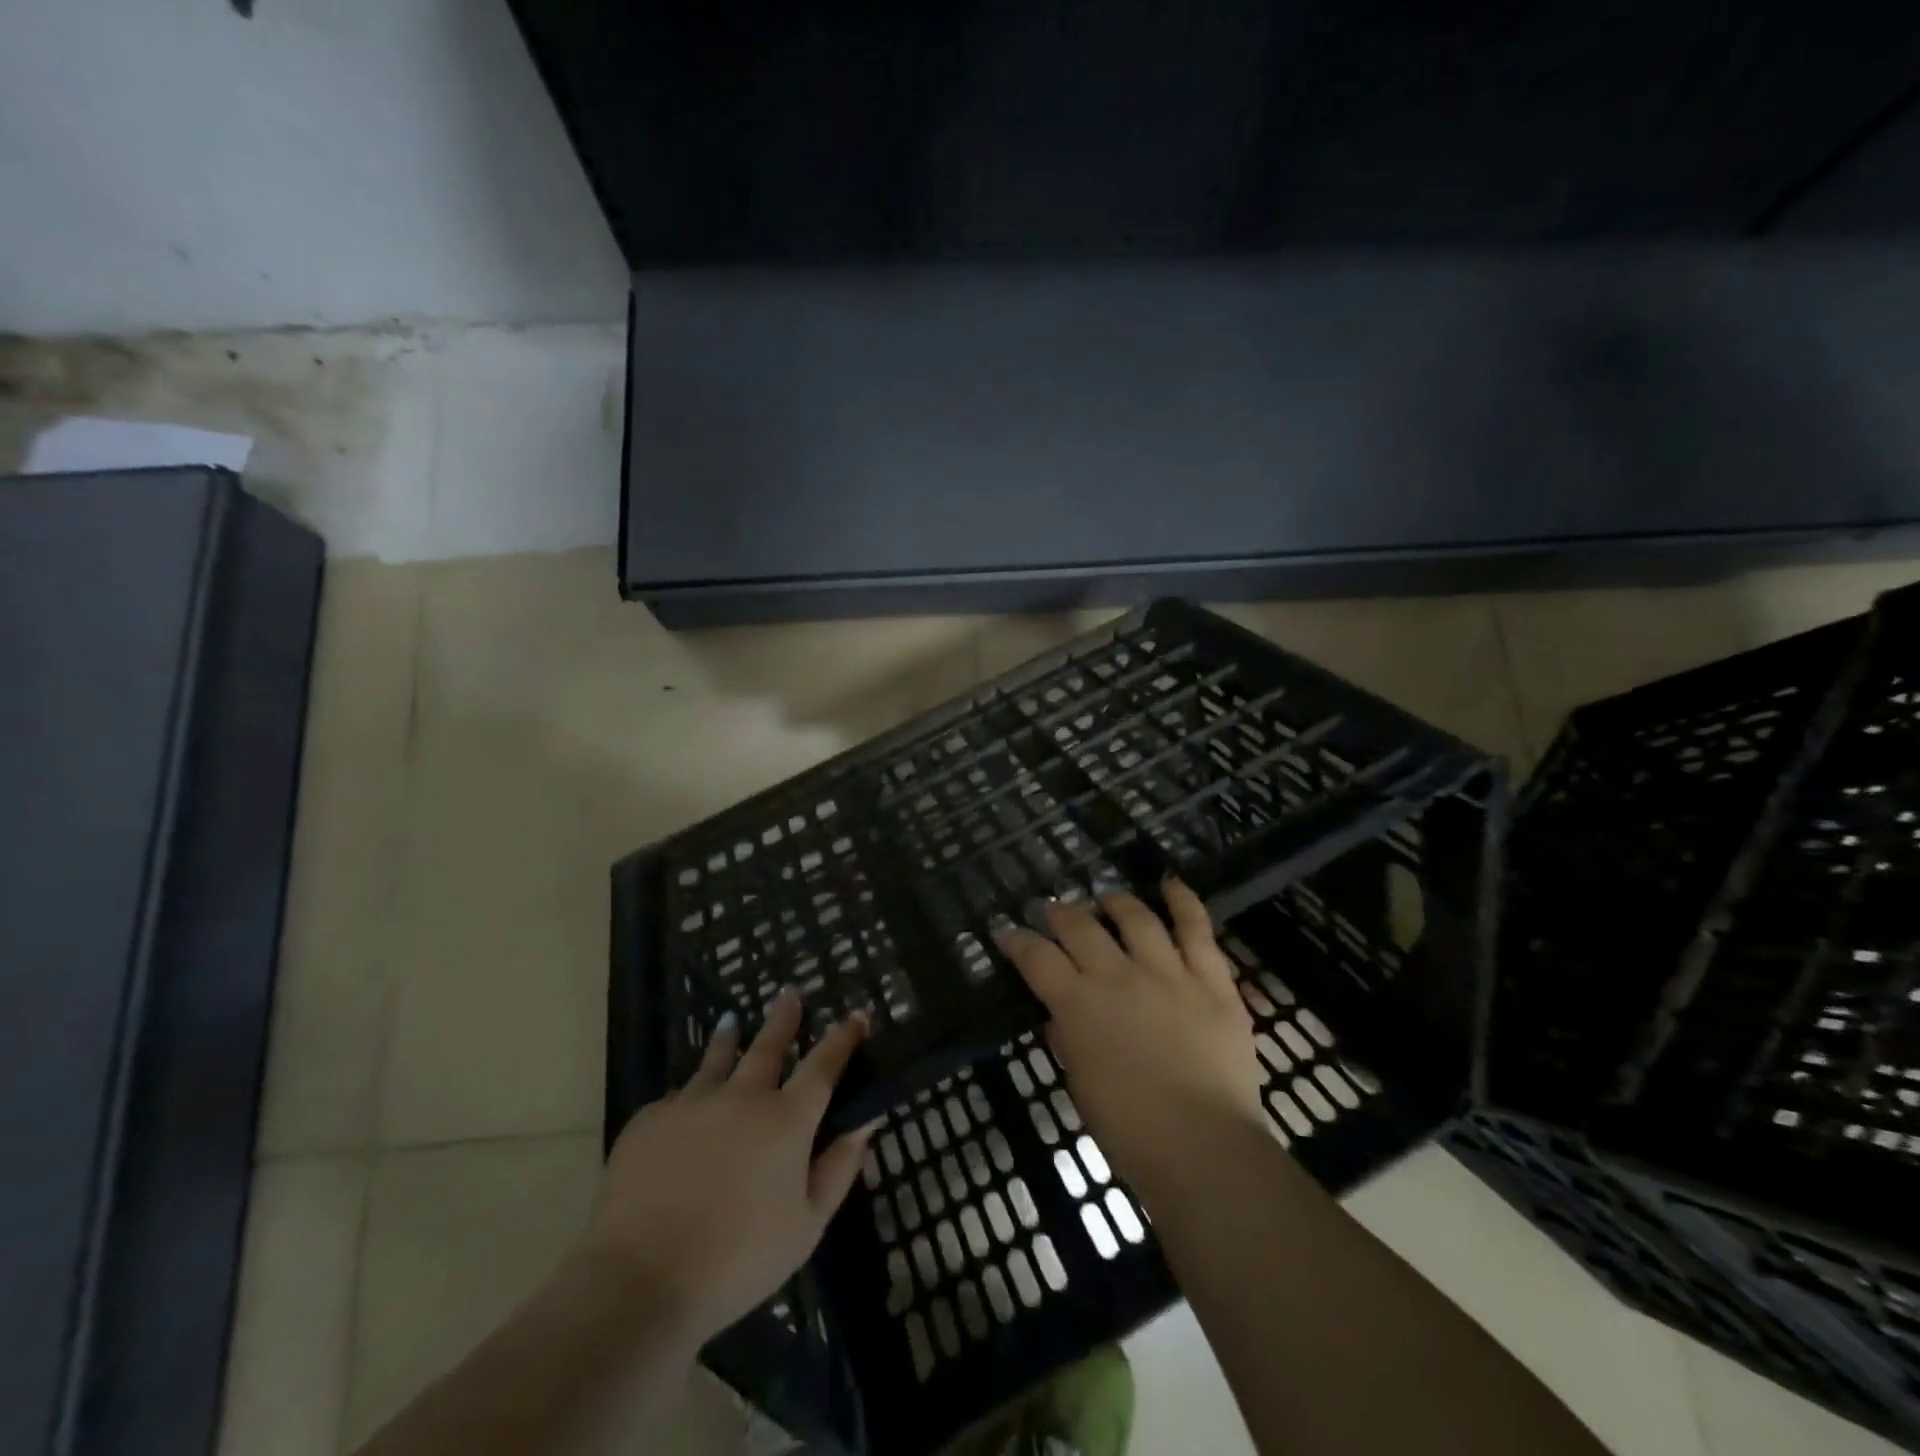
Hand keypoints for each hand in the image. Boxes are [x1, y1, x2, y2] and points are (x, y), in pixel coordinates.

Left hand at [579, 989, 873, 1344]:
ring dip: (729, 1038)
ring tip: (732, 1021)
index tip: (856, 1015)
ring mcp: (692, 1102)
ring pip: (717, 1058)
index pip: (823, 1065)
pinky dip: (689, 1097)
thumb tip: (867, 1120)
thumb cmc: (738, 1262)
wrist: (641, 1281)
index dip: (843, 1038)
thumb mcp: (807, 1226)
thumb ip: (839, 1167)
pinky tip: (684, 1110)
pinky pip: (676, 1098)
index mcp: (786, 1121)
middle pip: (768, 1045)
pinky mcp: (649, 1119)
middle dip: (784, 1017)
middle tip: (790, 992)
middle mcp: (743, 1096)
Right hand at [994, 880, 1266, 1194]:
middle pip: (1080, 927)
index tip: (1007, 932)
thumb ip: (1069, 1042)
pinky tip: (1170, 884)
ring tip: (1107, 898)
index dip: (1017, 941)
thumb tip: (1060, 1017)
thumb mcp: (1081, 1086)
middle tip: (1053, 910)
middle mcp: (1117, 975)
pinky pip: (1197, 930)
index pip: (1036, 958)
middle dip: (1060, 913)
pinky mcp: (1210, 980)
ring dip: (1116, 902)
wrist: (1203, 1147)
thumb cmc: (1130, 1130)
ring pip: (1136, 918)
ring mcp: (1167, 972)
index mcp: (1078, 1004)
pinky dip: (1183, 902)